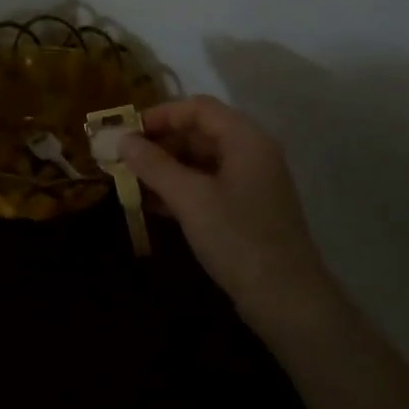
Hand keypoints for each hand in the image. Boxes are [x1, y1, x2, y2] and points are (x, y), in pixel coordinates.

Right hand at [119, 96, 334, 332]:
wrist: (286, 300)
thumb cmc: (238, 239)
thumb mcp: (190, 199)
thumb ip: (154, 165)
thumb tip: (122, 139)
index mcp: (245, 139)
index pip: (198, 108)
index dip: (161, 115)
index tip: (126, 132)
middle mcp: (251, 153)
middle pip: (200, 132)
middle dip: (160, 143)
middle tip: (123, 158)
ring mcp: (250, 182)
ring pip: (201, 161)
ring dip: (166, 168)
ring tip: (130, 181)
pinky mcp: (246, 209)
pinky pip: (207, 185)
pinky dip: (180, 189)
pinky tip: (150, 204)